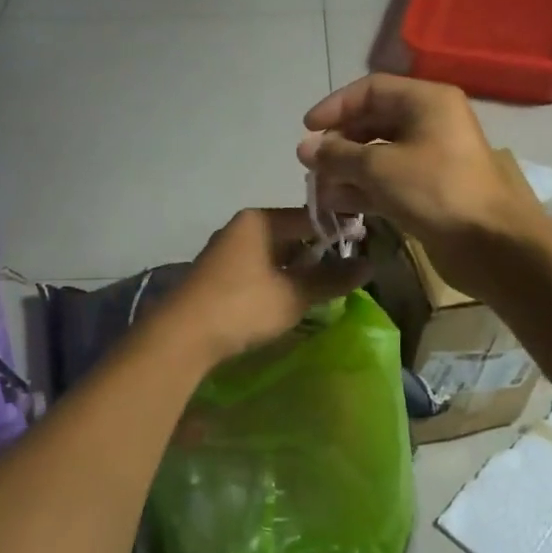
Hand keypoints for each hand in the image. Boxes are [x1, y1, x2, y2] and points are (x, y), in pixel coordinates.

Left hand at [159, 208, 370, 366]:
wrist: (182, 336)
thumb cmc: (243, 306)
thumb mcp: (295, 294)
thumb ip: (332, 278)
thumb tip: (369, 265)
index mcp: (259, 220)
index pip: (309, 216)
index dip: (338, 231)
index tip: (364, 247)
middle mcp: (241, 228)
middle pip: (290, 234)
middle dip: (317, 254)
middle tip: (345, 274)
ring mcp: (226, 252)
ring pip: (273, 254)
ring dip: (297, 271)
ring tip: (322, 290)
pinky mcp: (217, 275)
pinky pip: (257, 270)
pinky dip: (277, 281)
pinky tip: (289, 300)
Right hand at [296, 74, 546, 297]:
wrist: (491, 243)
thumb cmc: (435, 190)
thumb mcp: (379, 168)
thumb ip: (338, 155)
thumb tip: (304, 148)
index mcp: (426, 101)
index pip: (370, 90)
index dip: (335, 106)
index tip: (307, 129)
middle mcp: (430, 123)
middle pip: (374, 122)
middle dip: (339, 143)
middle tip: (312, 165)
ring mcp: (431, 158)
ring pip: (379, 155)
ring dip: (347, 170)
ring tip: (319, 189)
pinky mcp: (430, 190)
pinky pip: (389, 181)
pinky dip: (364, 189)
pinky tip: (338, 205)